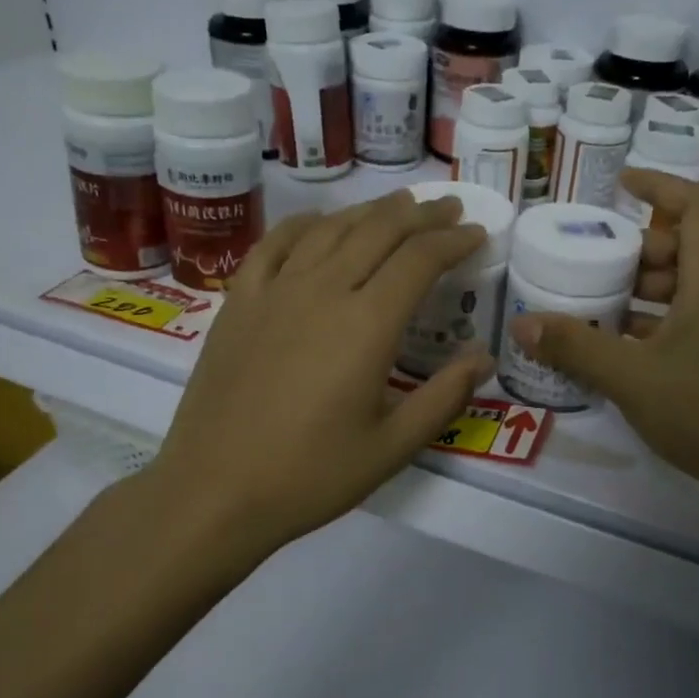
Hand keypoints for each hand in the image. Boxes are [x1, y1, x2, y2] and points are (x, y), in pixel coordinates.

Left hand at [148, 190, 494, 560]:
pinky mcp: (239, 303)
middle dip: (421, 215)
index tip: (476, 233)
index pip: (419, 260)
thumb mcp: (392, 447)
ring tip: (398, 205)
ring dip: (370, 211)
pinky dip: (304, 224)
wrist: (214, 491)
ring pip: (330, 229)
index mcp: (367, 325)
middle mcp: (323, 291)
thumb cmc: (310, 476)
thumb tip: (484, 357)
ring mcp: (275, 292)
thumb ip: (444, 397)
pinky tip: (319, 221)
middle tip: (448, 208)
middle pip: (378, 231)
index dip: (453, 240)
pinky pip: (274, 245)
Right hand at [506, 170, 698, 515]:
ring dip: (642, 287)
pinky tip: (616, 343)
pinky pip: (685, 320)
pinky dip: (651, 320)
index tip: (619, 185)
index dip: (660, 186)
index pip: (697, 207)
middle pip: (686, 246)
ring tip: (595, 299)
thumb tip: (524, 324)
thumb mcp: (629, 375)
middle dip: (638, 246)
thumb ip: (575, 346)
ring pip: (685, 287)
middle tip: (593, 258)